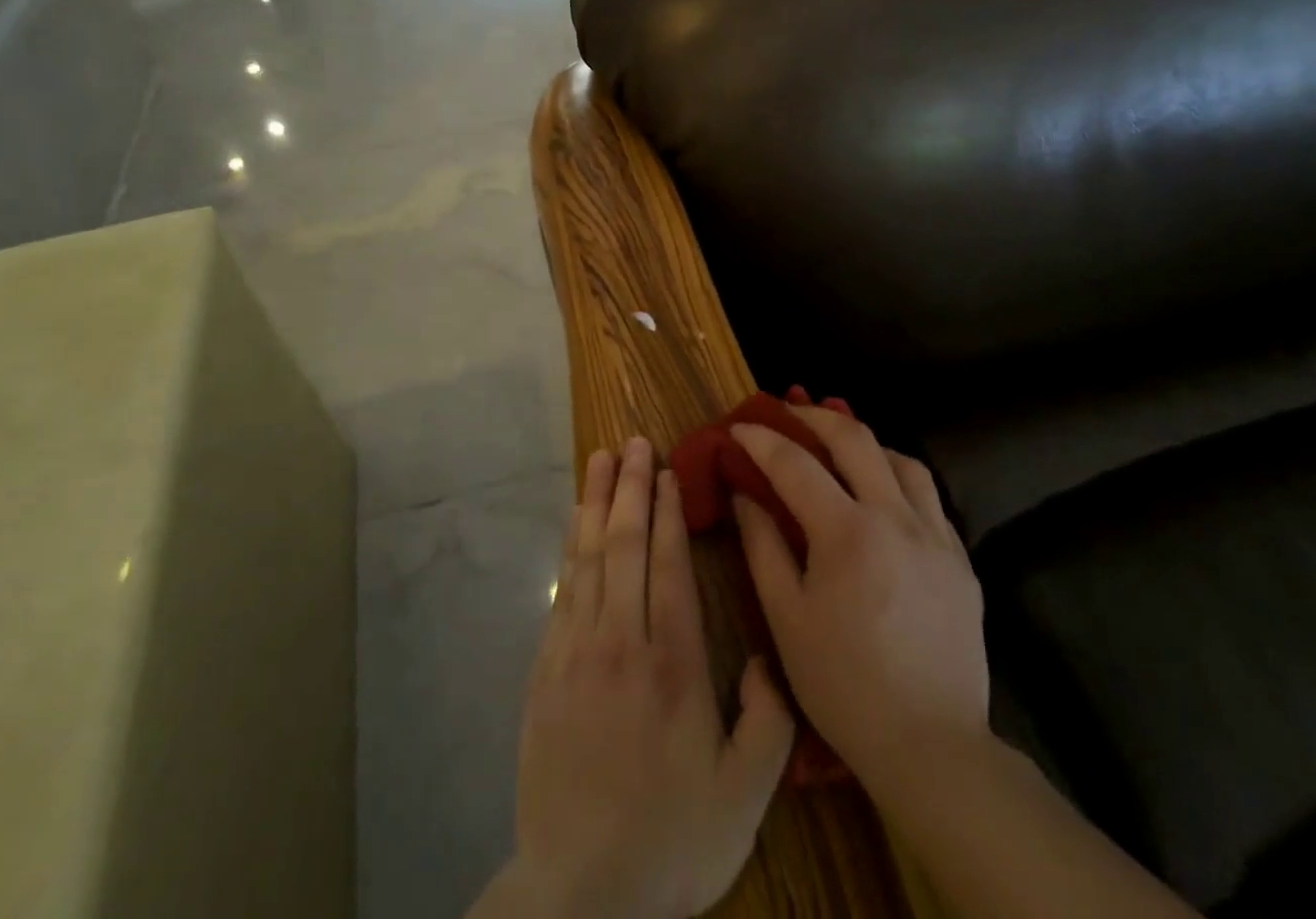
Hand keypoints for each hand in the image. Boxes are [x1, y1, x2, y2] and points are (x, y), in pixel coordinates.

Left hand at [487, 437, 795, 918]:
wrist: (579, 896)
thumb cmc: (671, 841)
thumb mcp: (745, 797)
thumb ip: (768, 721)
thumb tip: (762, 655)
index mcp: (673, 664)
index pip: (668, 564)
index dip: (668, 510)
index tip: (667, 469)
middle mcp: (621, 641)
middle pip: (624, 544)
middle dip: (630, 486)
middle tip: (633, 441)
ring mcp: (576, 651)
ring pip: (588, 557)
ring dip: (595, 502)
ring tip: (600, 459)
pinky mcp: (546, 669)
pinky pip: (563, 589)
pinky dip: (571, 547)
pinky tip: (576, 523)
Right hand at [730, 408, 987, 797]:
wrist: (931, 746)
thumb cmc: (843, 684)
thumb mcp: (785, 617)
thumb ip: (762, 545)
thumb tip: (744, 494)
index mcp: (848, 533)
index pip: (796, 464)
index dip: (762, 439)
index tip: (738, 427)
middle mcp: (896, 518)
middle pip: (855, 438)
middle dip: (814, 417)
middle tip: (787, 412)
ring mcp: (936, 537)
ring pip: (902, 460)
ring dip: (864, 443)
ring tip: (839, 450)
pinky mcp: (961, 560)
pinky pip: (928, 497)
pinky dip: (897, 478)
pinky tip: (882, 497)